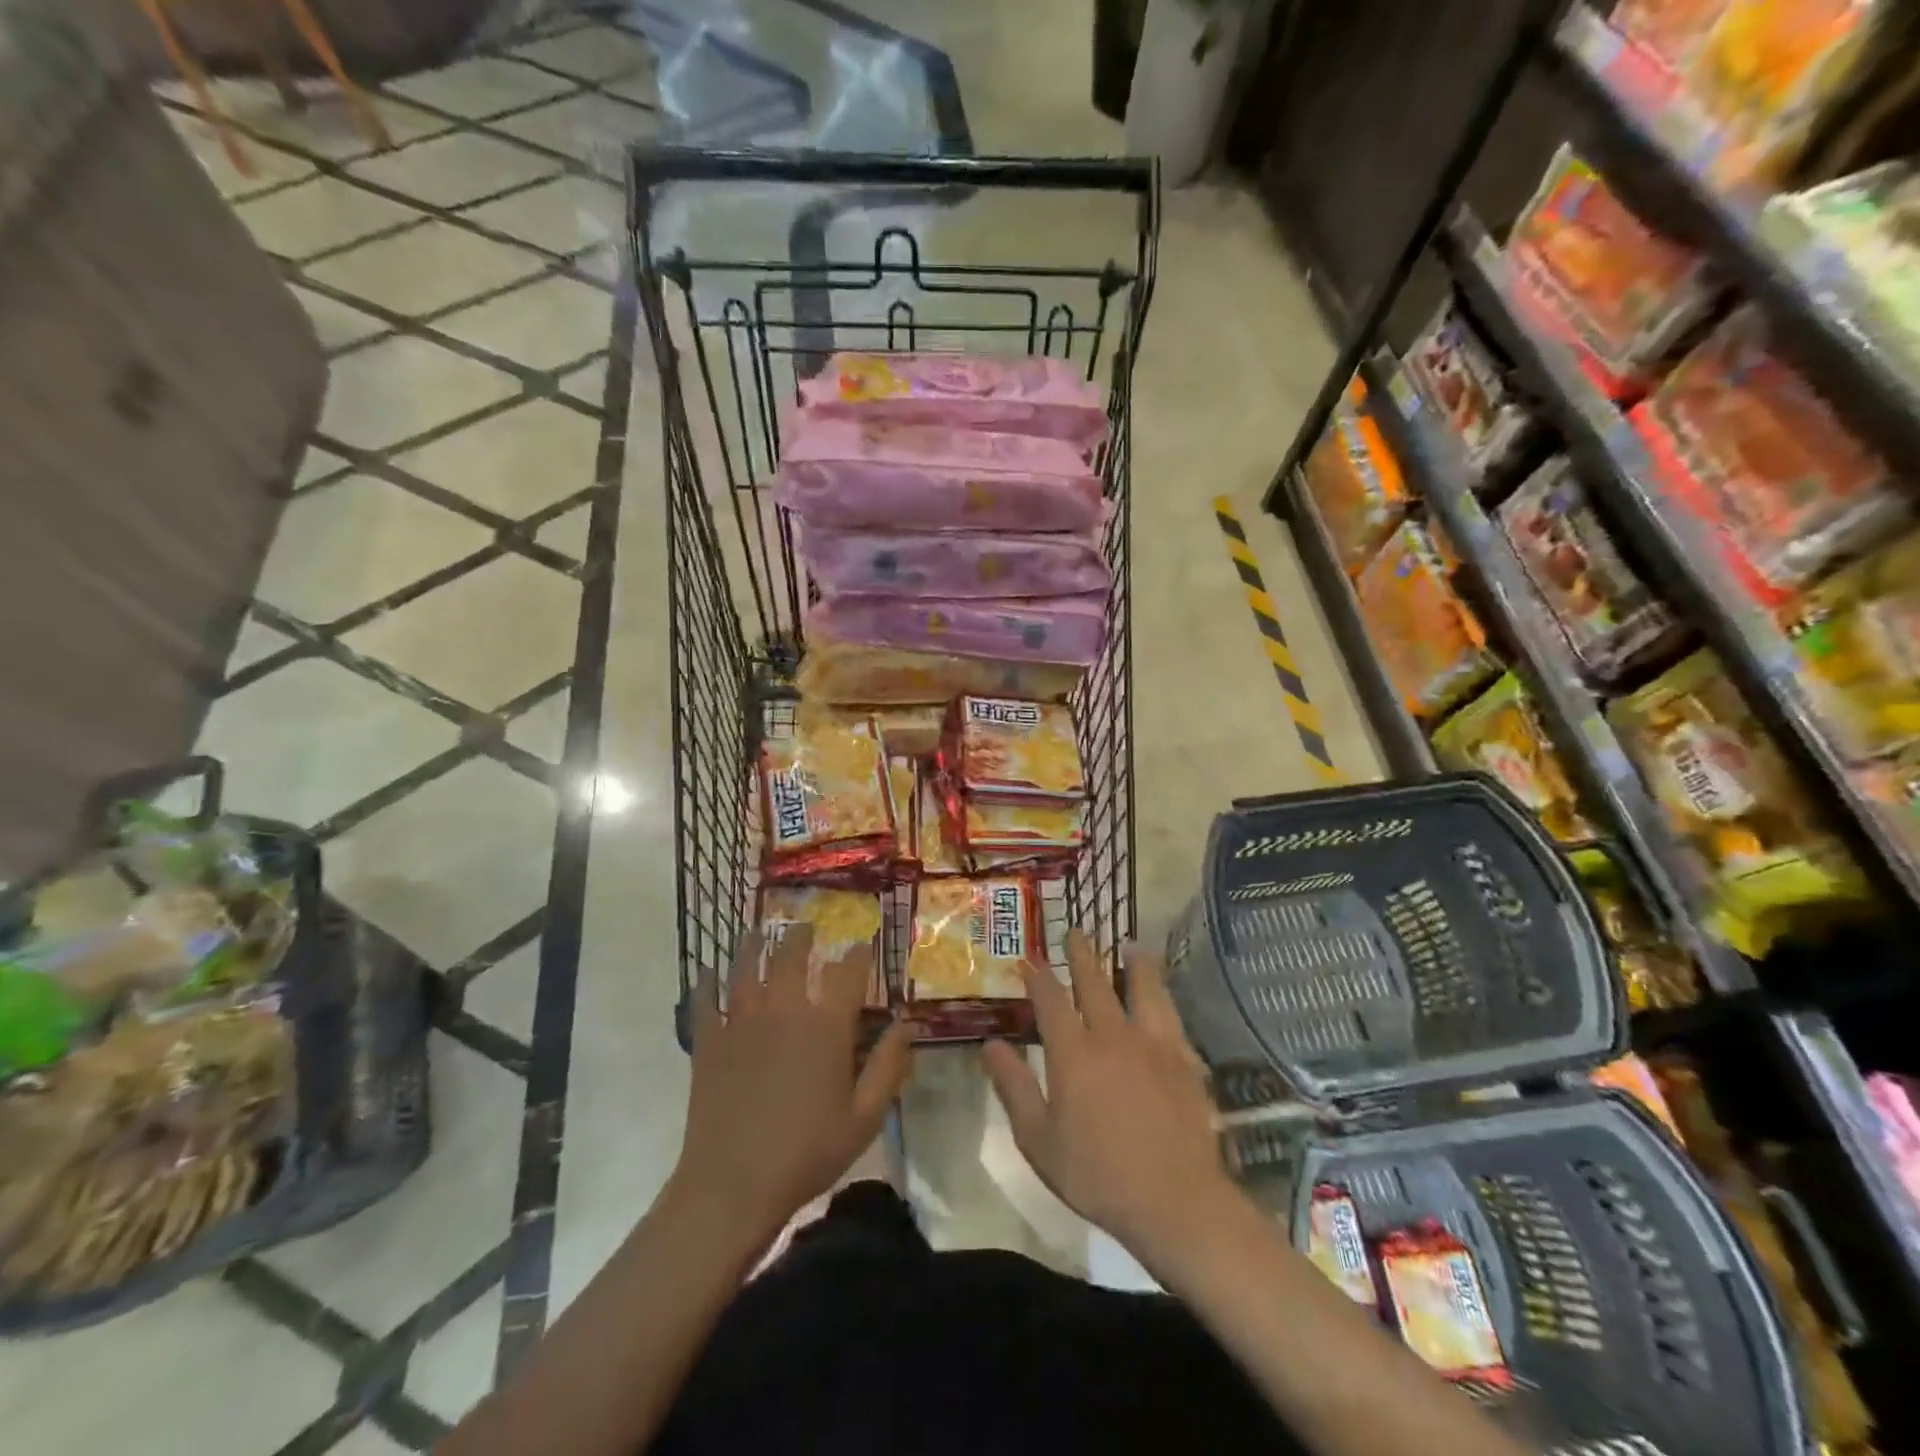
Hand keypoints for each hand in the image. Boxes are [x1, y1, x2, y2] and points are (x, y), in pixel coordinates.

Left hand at [672, 926, 913, 1242]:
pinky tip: (707, 972)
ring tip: (760, 932)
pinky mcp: (709, 1041)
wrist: (732, 1186)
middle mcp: (784, 1010)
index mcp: (825, 1026)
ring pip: (747, 966)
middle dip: (802, 936)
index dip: (858, 952)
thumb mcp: (864, 1118)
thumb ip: (888, 1066)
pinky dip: (707, 982)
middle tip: (806, 926)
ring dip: (755, 944)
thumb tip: (907, 1024)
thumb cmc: (806, 1154)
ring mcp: (741, 1022)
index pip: (847, 971)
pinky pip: (705, 1000)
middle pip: (792, 955)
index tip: (862, 942)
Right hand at [982, 930, 1239, 1264]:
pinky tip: (1164, 997)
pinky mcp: (1185, 1059)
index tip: (1029, 961)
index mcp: (1074, 1053)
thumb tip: (990, 1044)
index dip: (1038, 977)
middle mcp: (1112, 1035)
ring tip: (1131, 945)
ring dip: (1134, 963)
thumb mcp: (1039, 1140)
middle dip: (1082, 954)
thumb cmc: (1098, 1175)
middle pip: (1095, 982)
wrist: (1175, 1201)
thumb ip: (1014, 1087)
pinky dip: (1164, 998)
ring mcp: (1153, 1044)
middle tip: (1077, 932)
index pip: (1050, 1000)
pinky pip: (1172, 1016)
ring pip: (1143, 988)